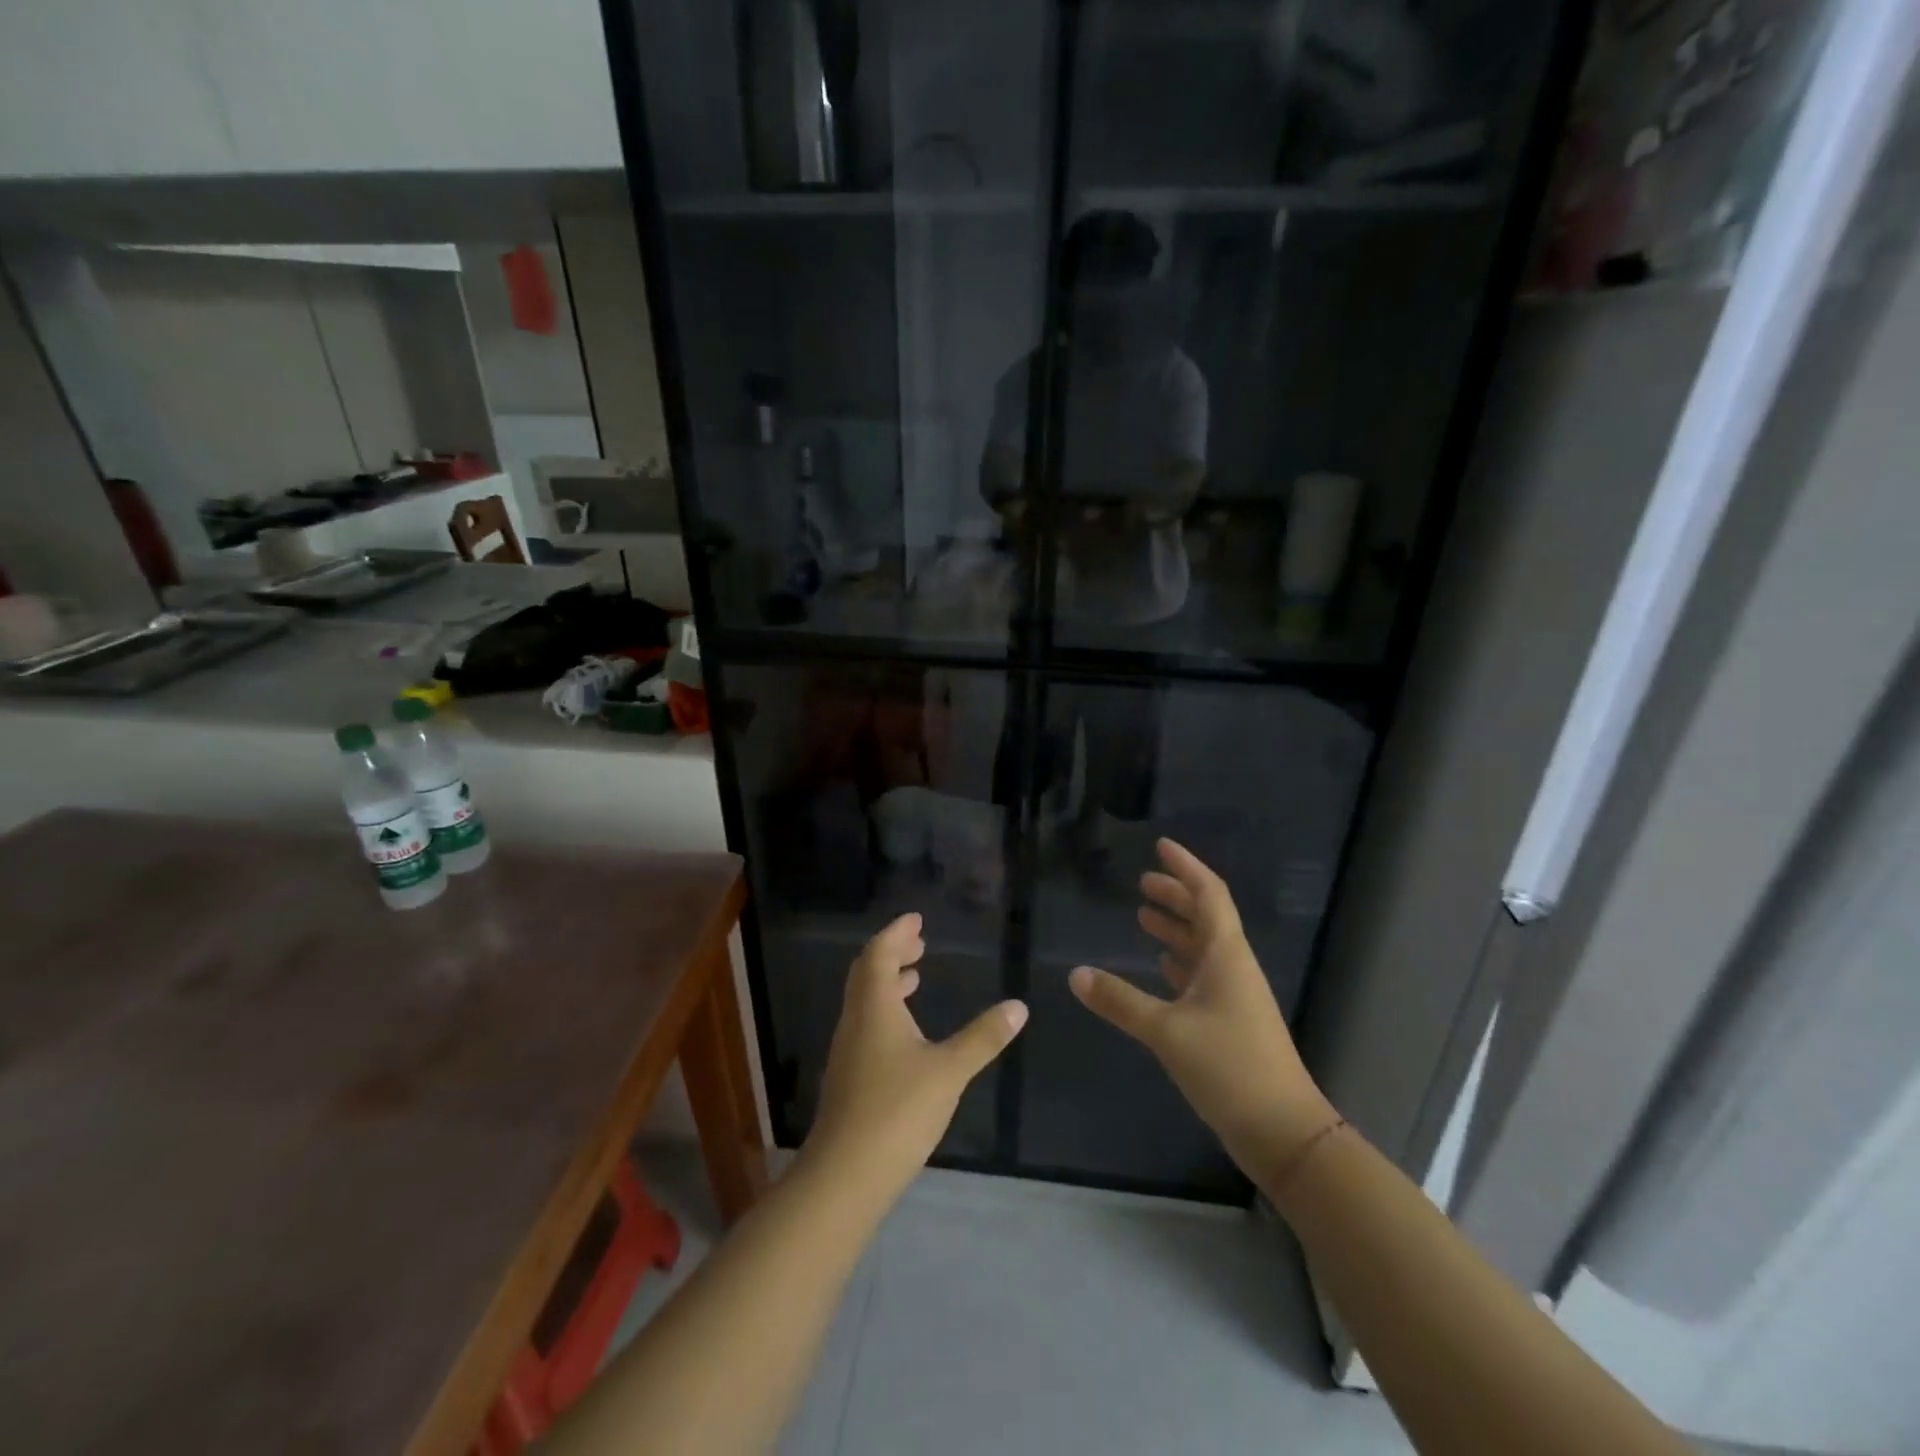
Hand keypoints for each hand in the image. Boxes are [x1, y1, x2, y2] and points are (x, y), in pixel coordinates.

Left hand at [807, 913, 1027, 1199]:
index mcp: (874, 1007)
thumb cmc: (898, 1110)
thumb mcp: (950, 1071)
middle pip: (867, 973)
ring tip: (915, 979)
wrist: (845, 1175)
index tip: (916, 920)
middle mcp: (855, 1021)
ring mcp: (848, 1051)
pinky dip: (886, 1010)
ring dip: (889, 983)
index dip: (897, 933)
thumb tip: (1018, 1006)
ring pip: (865, 1001)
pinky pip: (866, 1025)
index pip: (879, 954)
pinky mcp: (849, 1078)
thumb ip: (983, 1037)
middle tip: (919, 943)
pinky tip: (906, 1033)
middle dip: (892, 953)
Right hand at [1069, 839, 1335, 1180]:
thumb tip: (1075, 974)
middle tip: (1142, 883)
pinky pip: (1201, 977)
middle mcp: (1233, 968)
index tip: (1161, 846)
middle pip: (1206, 917)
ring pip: (1203, 947)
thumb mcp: (1167, 1032)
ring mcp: (1234, 996)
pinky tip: (1160, 966)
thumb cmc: (1230, 1068)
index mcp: (1226, 956)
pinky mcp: (1230, 1023)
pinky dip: (1179, 963)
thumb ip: (1120, 1001)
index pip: (1209, 895)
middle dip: (1176, 896)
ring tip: (1143, 916)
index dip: (1186, 868)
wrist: (1284, 1132)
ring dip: (1176, 928)